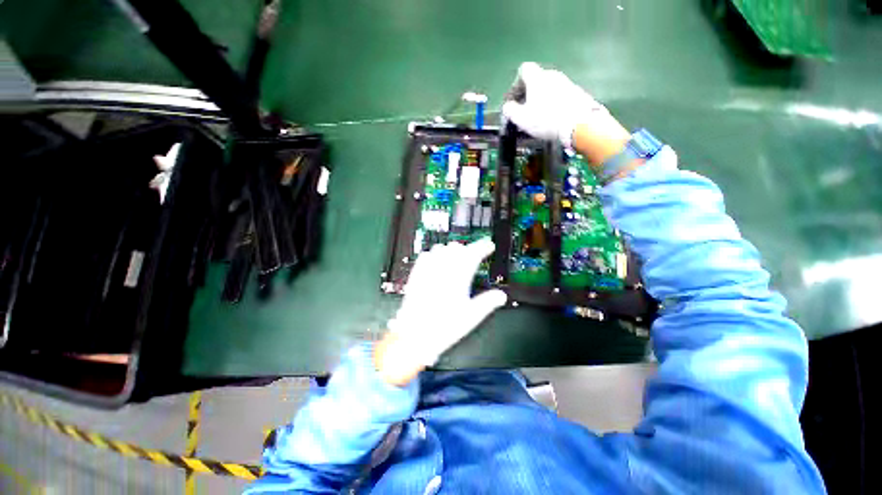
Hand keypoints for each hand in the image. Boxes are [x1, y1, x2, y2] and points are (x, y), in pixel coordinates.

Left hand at [375, 239, 506, 385]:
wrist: (416, 334)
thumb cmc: (444, 327)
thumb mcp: (472, 317)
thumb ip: (488, 302)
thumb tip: (500, 296)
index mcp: (458, 277)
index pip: (473, 254)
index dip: (483, 247)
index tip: (489, 246)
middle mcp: (443, 270)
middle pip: (457, 248)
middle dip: (468, 249)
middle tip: (473, 255)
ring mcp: (428, 271)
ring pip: (440, 249)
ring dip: (451, 250)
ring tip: (456, 257)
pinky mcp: (417, 275)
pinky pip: (425, 256)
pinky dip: (433, 254)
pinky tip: (435, 260)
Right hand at [502, 62, 630, 164]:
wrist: (580, 124)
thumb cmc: (546, 120)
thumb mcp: (522, 119)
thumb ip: (510, 110)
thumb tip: (507, 106)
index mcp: (537, 78)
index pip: (524, 70)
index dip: (516, 84)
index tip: (514, 100)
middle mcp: (552, 75)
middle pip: (536, 79)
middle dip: (528, 94)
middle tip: (525, 111)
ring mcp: (567, 83)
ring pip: (548, 88)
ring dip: (541, 100)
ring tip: (539, 118)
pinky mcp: (577, 92)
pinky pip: (560, 95)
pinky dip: (553, 104)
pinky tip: (553, 119)